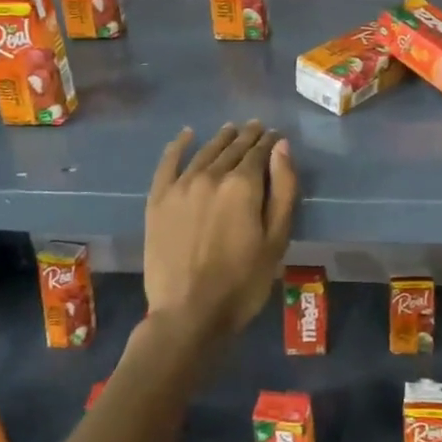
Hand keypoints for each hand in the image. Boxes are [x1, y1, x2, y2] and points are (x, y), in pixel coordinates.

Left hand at [144, 121, 297, 342]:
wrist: (188, 314)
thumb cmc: (243, 282)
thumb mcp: (277, 239)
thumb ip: (283, 189)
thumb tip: (281, 147)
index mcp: (243, 185)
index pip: (259, 153)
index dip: (269, 142)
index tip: (274, 135)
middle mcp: (211, 175)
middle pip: (232, 149)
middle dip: (246, 137)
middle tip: (255, 127)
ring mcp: (180, 186)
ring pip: (205, 152)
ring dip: (220, 139)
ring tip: (230, 130)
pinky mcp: (157, 200)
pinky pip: (168, 163)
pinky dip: (178, 146)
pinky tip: (186, 135)